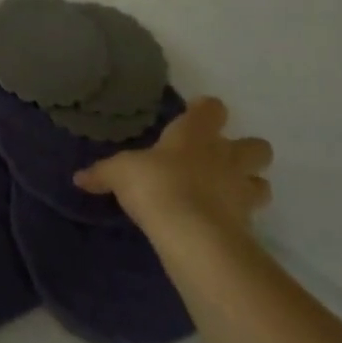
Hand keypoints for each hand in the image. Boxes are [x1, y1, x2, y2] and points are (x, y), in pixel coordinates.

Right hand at [73, 97, 271, 247]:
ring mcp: (242, 190)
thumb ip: (102, 173)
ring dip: (249, 185)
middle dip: (245, 151)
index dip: (205, 111)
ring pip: (262, 182)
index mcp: (196, 134)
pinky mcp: (249, 224)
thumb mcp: (119, 173)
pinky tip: (220, 224)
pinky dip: (239, 218)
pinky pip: (252, 216)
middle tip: (220, 161)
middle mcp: (226, 156)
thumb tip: (79, 178)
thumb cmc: (156, 184)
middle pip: (257, 146)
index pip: (213, 109)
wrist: (192, 233)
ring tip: (226, 194)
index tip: (194, 116)